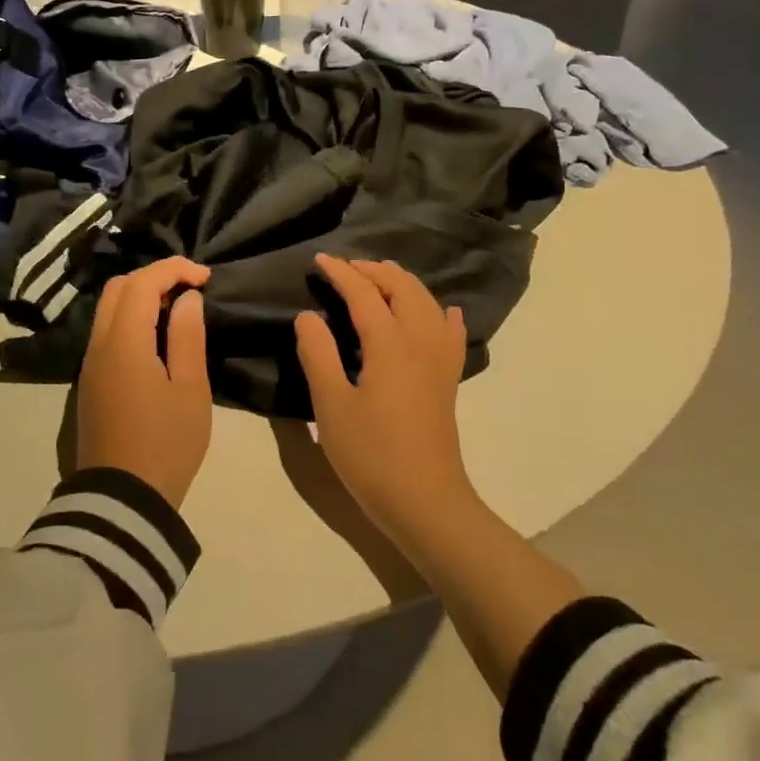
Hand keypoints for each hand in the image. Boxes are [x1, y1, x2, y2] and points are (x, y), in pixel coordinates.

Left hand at [77, 257, 212, 508]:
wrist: (121, 500)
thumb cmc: (166, 443)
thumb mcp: (190, 389)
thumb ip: (187, 336)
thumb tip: (187, 299)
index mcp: (124, 341)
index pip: (143, 282)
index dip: (174, 269)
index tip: (206, 277)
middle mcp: (99, 344)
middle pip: (118, 288)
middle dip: (155, 277)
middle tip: (191, 290)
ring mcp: (90, 364)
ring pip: (109, 309)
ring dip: (141, 297)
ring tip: (179, 312)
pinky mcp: (91, 382)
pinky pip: (107, 332)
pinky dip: (131, 319)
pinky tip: (158, 338)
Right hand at [293, 256, 474, 544]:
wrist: (425, 500)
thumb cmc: (371, 454)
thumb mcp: (331, 405)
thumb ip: (318, 354)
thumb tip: (308, 315)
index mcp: (389, 344)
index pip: (364, 293)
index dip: (341, 273)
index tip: (319, 260)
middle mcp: (420, 341)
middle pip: (403, 288)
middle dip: (375, 270)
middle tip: (347, 268)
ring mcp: (440, 360)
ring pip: (428, 303)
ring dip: (403, 283)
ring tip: (381, 279)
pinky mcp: (449, 380)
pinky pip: (451, 333)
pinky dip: (442, 314)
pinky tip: (442, 313)